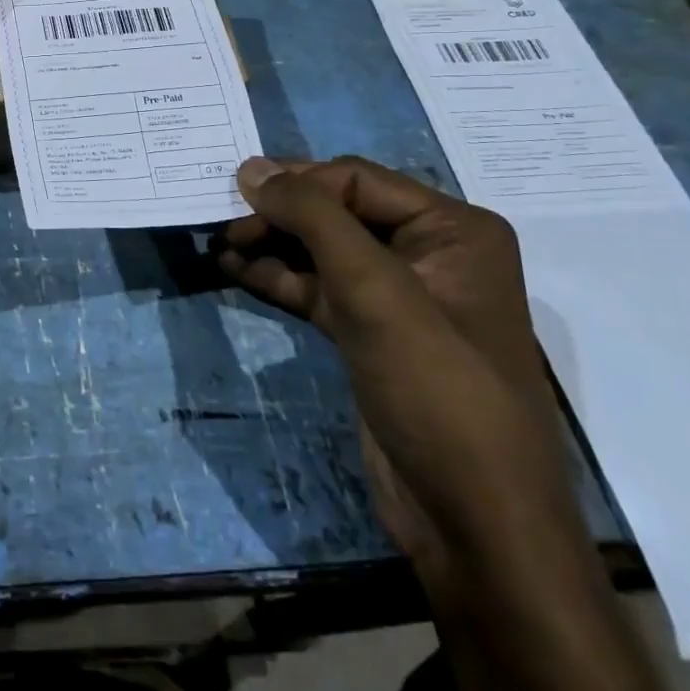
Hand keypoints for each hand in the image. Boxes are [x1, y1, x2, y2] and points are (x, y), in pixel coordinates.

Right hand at [216, 157, 584, 612]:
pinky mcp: (370, 335)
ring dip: (271, 246)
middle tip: (222, 225)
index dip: (295, 182)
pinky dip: (278, 278)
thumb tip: (251, 167)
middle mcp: (429, 253)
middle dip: (279, 216)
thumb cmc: (435, 389)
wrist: (472, 523)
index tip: (233, 194)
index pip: (356, 180)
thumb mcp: (374, 290)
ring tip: (217, 245)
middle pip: (336, 212)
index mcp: (451, 229)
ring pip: (321, 251)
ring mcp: (398, 297)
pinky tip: (235, 272)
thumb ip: (313, 218)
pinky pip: (317, 289)